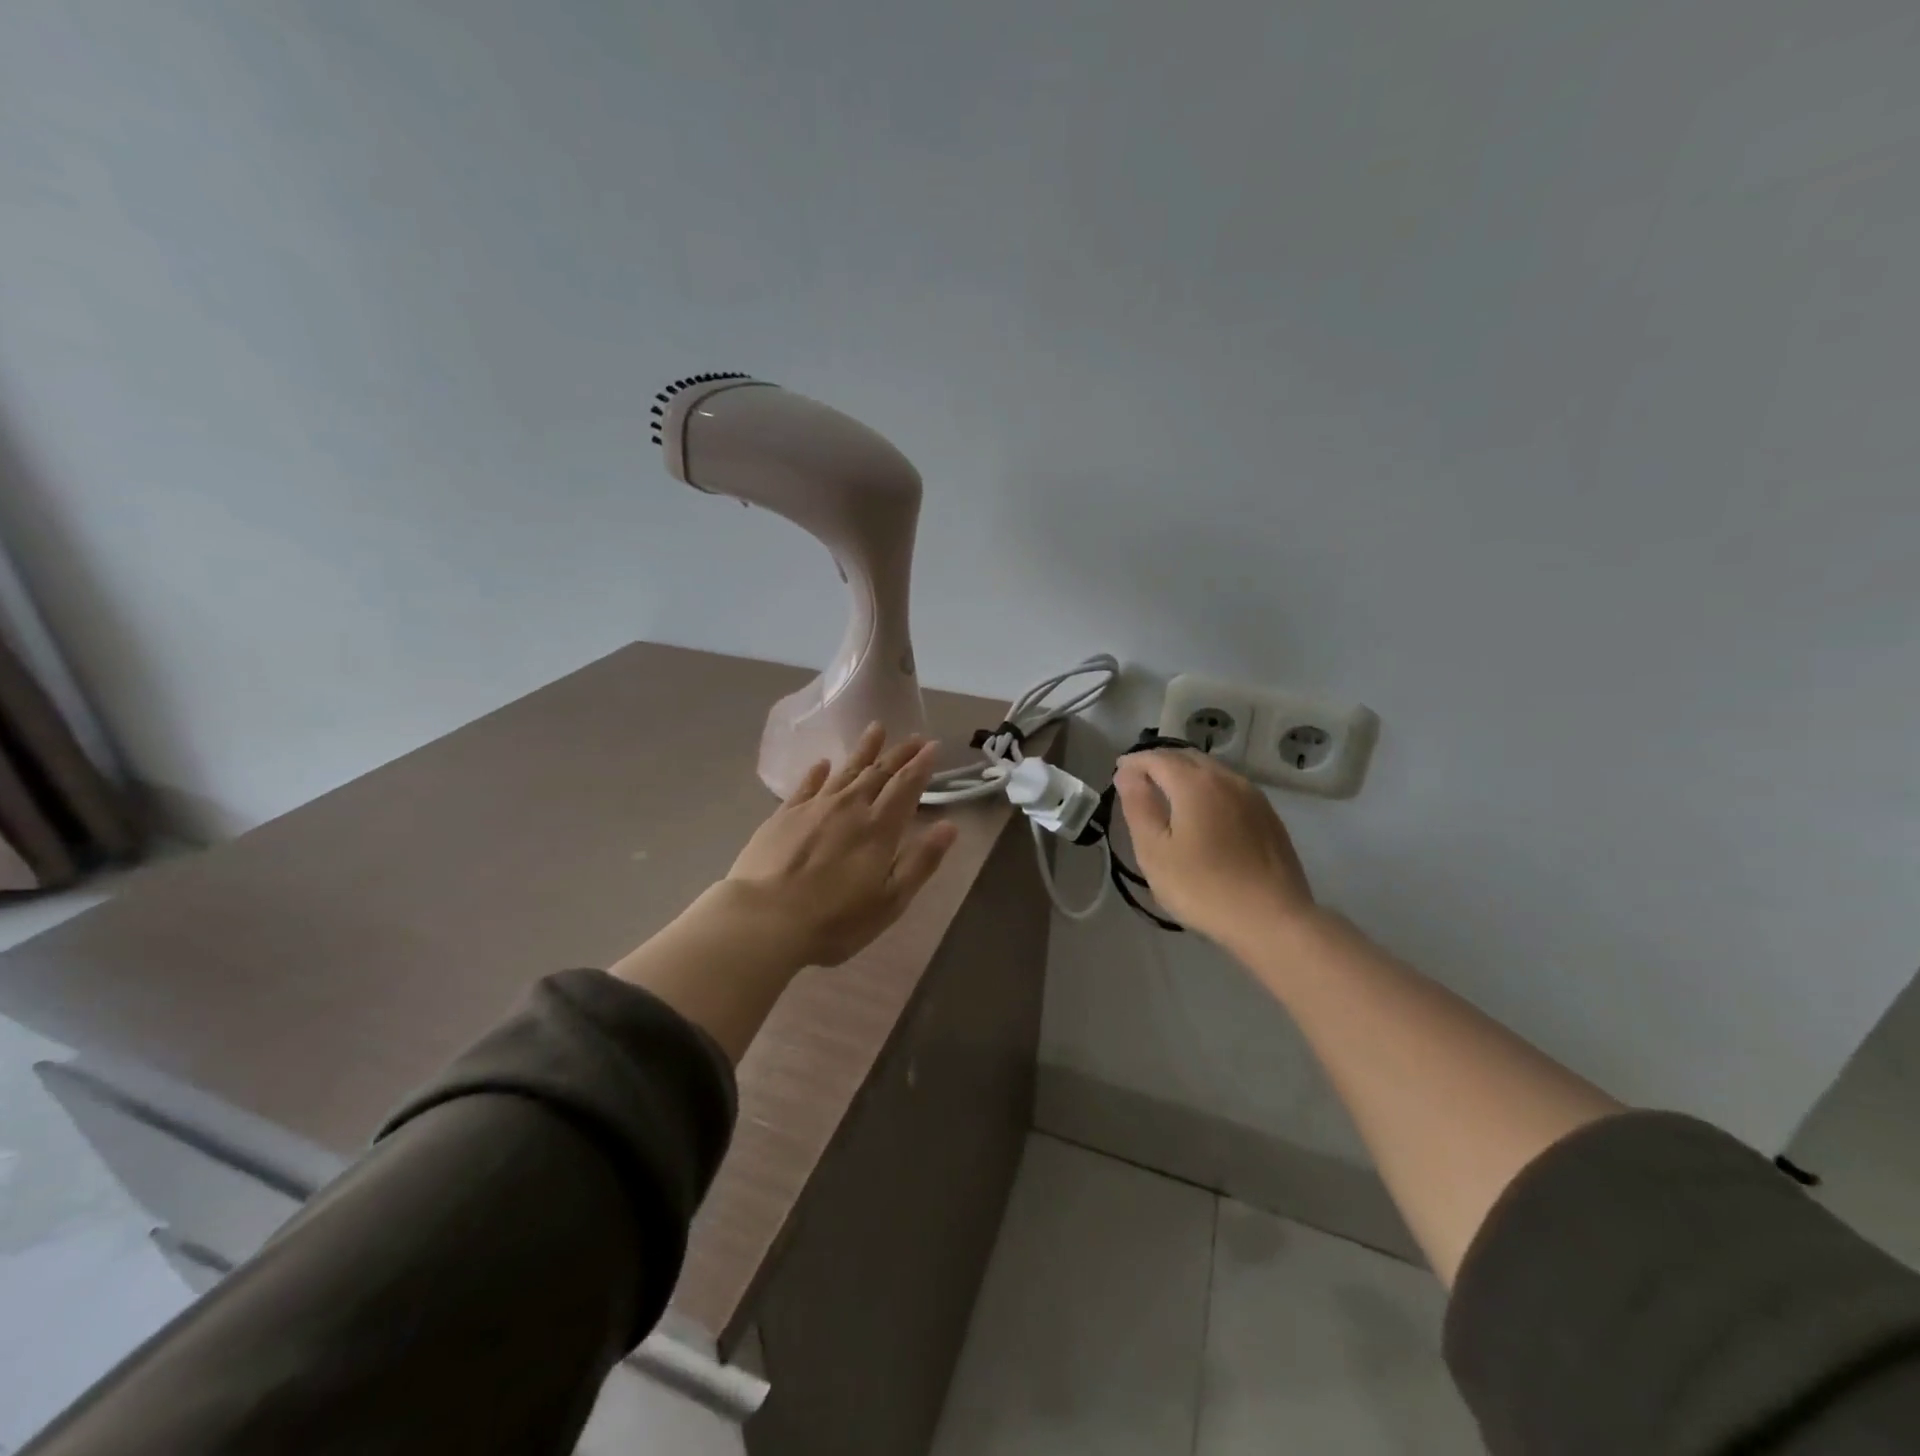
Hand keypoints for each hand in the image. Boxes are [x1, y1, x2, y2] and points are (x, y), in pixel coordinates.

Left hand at [725, 724, 959, 966]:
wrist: (764, 920)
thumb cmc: (835, 920)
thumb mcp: (890, 901)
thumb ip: (921, 861)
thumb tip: (950, 826)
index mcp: (878, 828)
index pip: (906, 786)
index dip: (921, 765)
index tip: (933, 747)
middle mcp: (849, 807)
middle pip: (878, 772)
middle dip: (899, 753)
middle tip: (913, 737)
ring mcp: (813, 808)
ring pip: (844, 770)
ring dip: (863, 750)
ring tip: (876, 728)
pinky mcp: (783, 816)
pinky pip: (806, 785)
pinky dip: (818, 772)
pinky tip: (823, 763)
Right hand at [1113, 749, 1315, 947]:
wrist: (1272, 920)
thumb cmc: (1203, 887)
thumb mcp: (1155, 851)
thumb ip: (1138, 806)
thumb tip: (1127, 774)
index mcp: (1195, 783)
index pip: (1157, 758)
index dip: (1134, 762)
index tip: (1117, 773)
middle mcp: (1226, 779)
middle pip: (1187, 758)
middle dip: (1159, 763)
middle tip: (1138, 780)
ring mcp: (1253, 796)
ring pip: (1211, 771)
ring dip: (1185, 774)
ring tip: (1167, 793)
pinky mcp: (1268, 816)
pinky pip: (1230, 788)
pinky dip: (1207, 788)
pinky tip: (1203, 811)